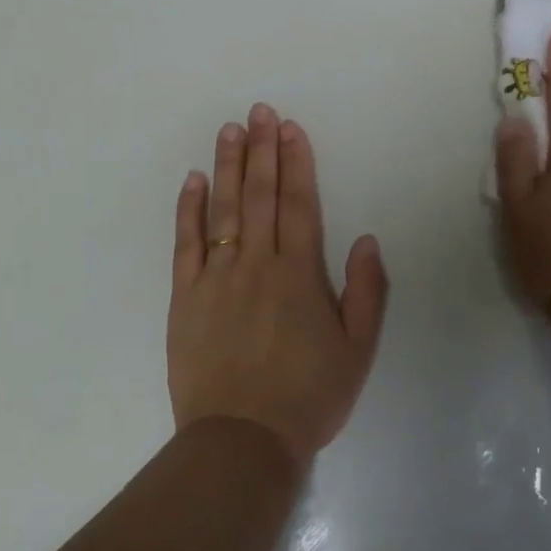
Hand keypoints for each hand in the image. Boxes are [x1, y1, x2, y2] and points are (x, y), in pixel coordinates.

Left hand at [168, 104, 388, 464]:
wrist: (243, 439)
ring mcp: (216, 278)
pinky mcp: (185, 297)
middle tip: (259, 111)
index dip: (296, 164)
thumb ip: (366, 291)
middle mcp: (256, 264)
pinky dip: (189, 209)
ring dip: (228, 166)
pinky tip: (193, 181)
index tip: (290, 129)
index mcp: (299, 274)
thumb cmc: (309, 395)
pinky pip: (186, 244)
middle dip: (262, 150)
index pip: (298, 205)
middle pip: (259, 196)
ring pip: (223, 210)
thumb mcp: (358, 349)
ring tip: (229, 130)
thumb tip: (365, 240)